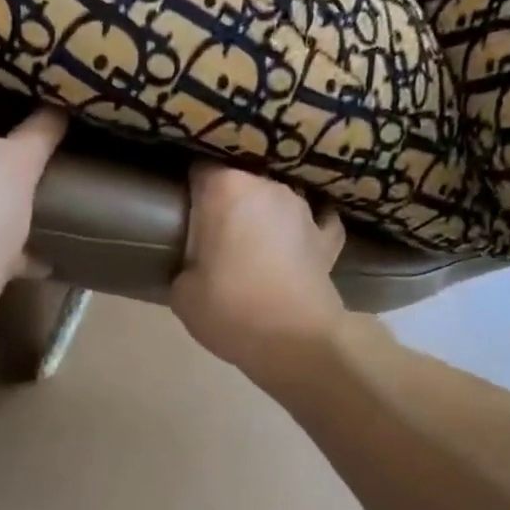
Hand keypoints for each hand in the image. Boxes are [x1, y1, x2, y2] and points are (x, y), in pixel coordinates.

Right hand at [170, 163, 349, 377]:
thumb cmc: (229, 310)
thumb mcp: (182, 292)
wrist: (294, 342)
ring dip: (264, 213)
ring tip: (252, 240)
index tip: (181, 206)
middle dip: (226, 200)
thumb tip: (196, 265)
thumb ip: (185, 264)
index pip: (199, 168)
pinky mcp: (328, 236)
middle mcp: (267, 186)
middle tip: (211, 230)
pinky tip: (299, 237)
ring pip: (276, 198)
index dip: (188, 186)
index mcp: (225, 190)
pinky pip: (316, 220)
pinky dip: (305, 228)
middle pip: (240, 180)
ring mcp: (304, 209)